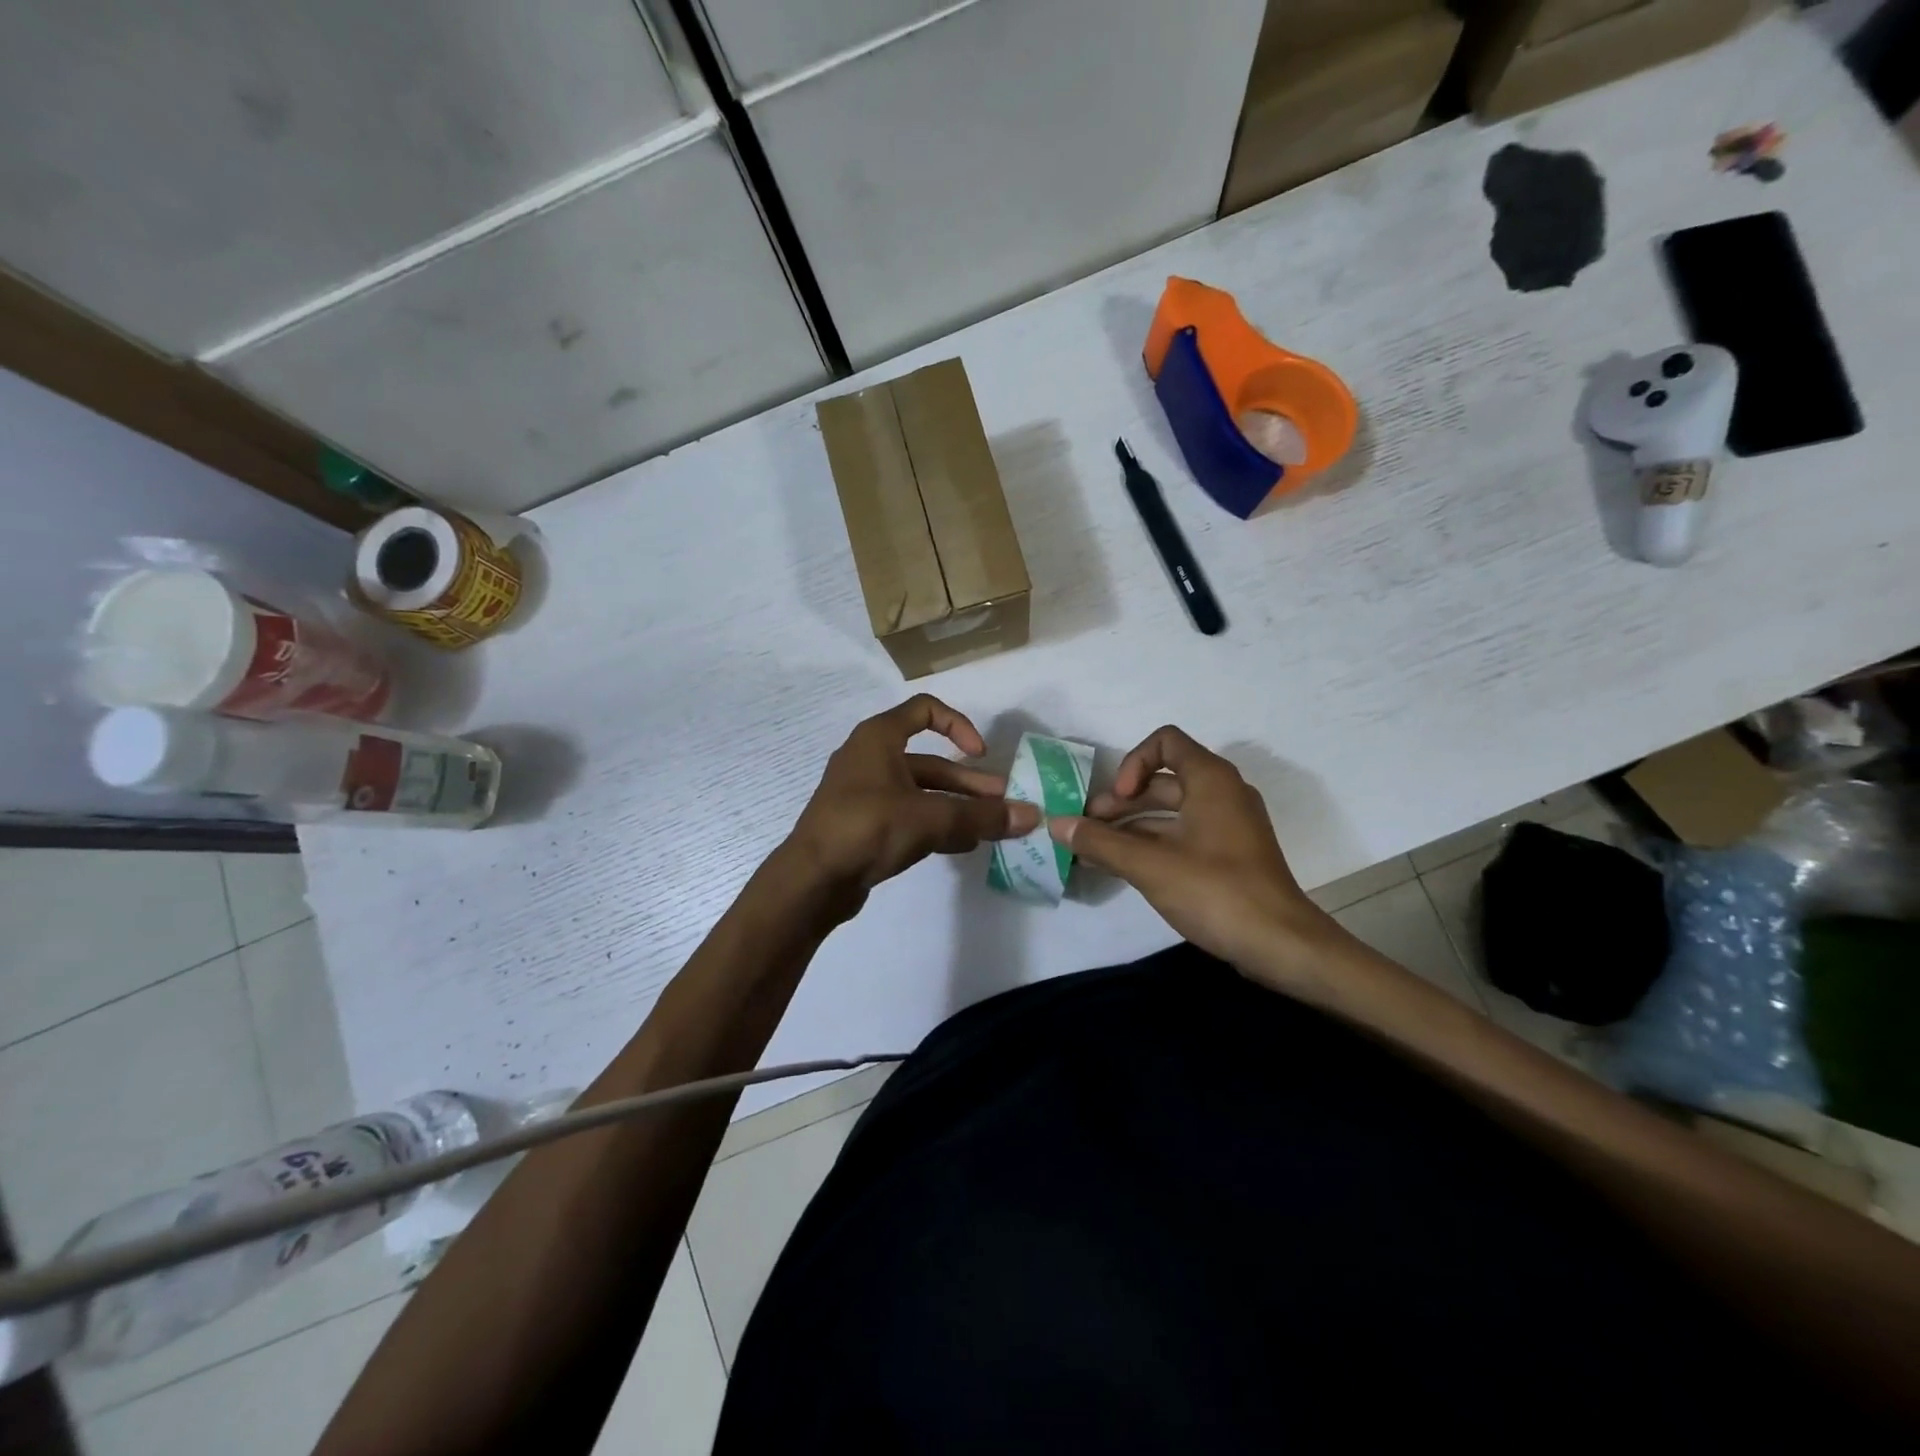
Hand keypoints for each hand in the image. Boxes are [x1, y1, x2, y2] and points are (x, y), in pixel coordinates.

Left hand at [787, 695, 1038, 914]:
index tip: (981, 754)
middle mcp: (871, 759)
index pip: (925, 710)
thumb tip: (1031, 816)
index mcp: (879, 738)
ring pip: (921, 793)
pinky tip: (962, 845)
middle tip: (1003, 805)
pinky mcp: (864, 825)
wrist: (811, 880)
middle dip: (968, 783)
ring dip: (956, 807)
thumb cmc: (867, 828)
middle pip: (930, 761)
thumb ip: (981, 816)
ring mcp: (865, 794)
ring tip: (990, 829)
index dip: (959, 725)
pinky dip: (935, 825)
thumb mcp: (930, 818)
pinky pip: (908, 816)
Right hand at [1048, 726, 1339, 981]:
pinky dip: (1151, 843)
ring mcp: (1227, 825)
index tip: (1118, 799)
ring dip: (1131, 825)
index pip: (1164, 742)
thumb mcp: (1149, 865)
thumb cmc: (1216, 891)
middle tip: (1088, 828)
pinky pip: (1182, 835)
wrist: (1281, 945)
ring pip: (1170, 811)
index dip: (1133, 763)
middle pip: (1163, 779)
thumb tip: (1056, 823)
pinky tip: (1120, 867)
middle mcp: (1222, 793)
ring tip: (1094, 850)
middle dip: (1121, 801)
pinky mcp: (1228, 854)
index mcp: (1210, 780)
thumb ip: (1100, 841)